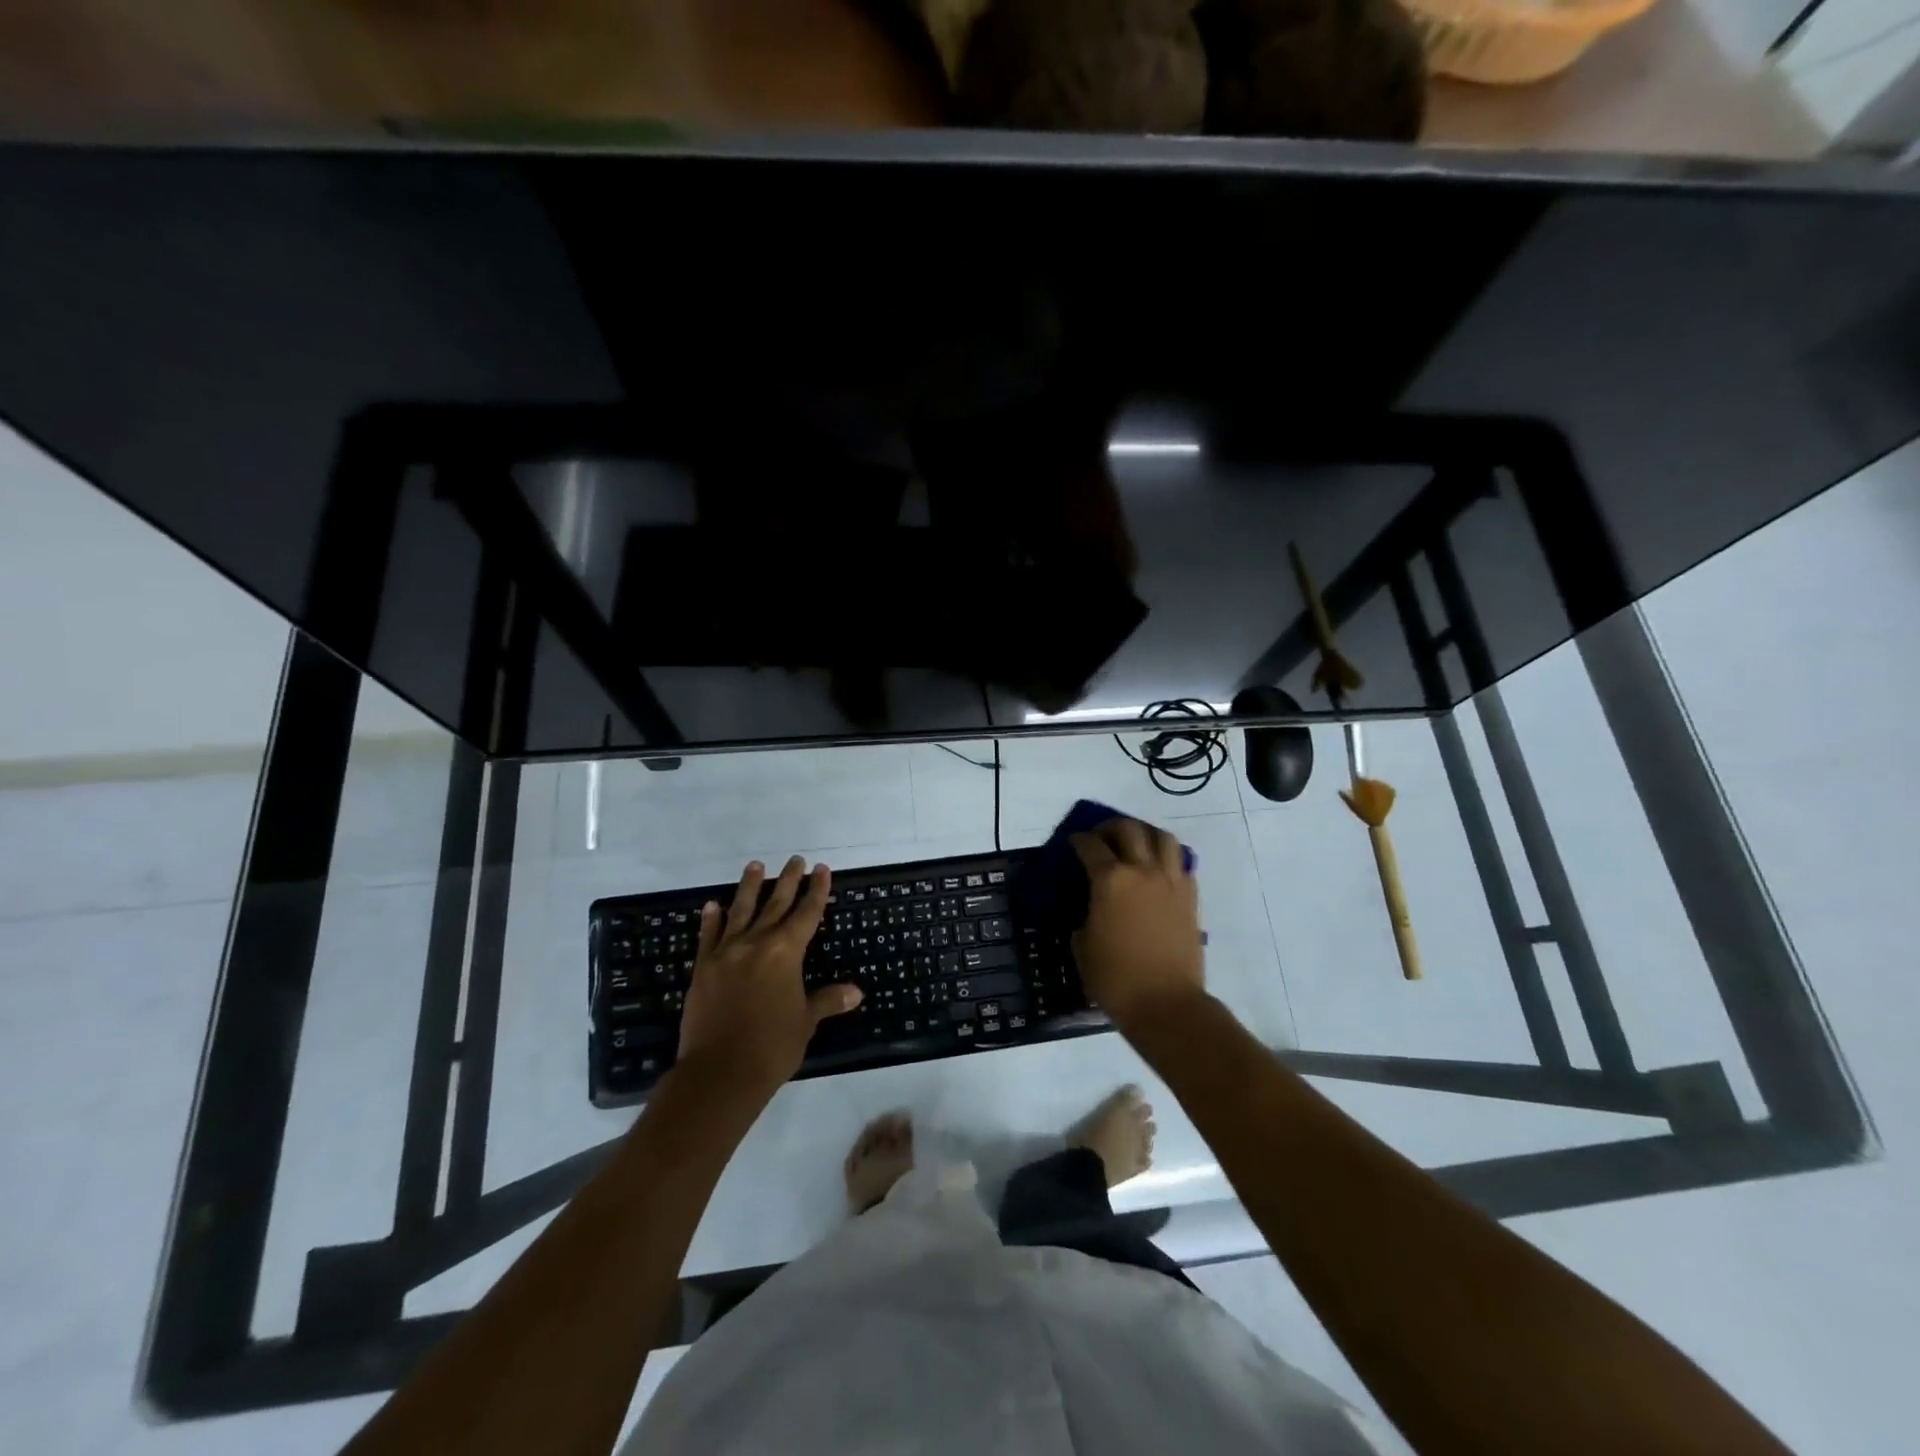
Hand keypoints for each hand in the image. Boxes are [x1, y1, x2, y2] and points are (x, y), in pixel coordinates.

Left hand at [676, 856, 861, 1096]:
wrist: (719, 1072)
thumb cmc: (772, 1046)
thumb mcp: (806, 1021)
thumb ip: (827, 1000)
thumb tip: (856, 991)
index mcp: (786, 952)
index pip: (807, 913)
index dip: (817, 891)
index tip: (822, 870)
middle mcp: (756, 943)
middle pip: (776, 904)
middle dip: (788, 881)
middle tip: (796, 859)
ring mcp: (726, 953)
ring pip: (741, 911)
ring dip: (749, 887)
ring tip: (755, 865)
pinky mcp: (703, 968)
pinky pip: (708, 936)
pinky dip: (711, 919)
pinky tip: (713, 905)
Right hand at [1070, 817, 1206, 1033]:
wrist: (1166, 1005)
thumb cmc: (1115, 979)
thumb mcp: (1083, 945)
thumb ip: (1085, 914)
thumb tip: (1091, 905)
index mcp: (1110, 880)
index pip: (1091, 846)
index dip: (1079, 840)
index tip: (1074, 842)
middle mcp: (1142, 871)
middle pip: (1129, 829)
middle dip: (1110, 827)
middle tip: (1101, 838)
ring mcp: (1171, 882)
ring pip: (1162, 837)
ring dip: (1145, 833)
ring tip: (1135, 844)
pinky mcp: (1190, 897)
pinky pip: (1180, 863)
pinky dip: (1167, 858)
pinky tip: (1157, 870)